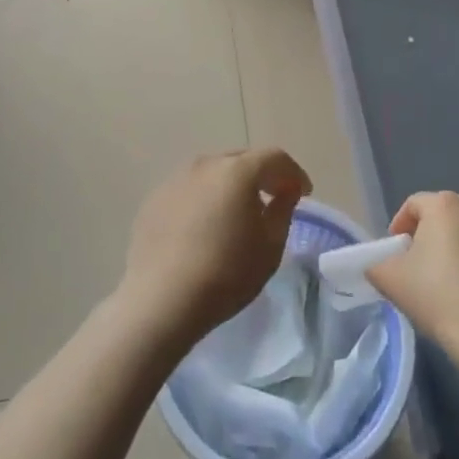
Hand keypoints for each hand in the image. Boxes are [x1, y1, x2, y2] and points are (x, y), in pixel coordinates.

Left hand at [115, 148, 311, 352]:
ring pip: (214, 173)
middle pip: (242, 160)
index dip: (294, 173)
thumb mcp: (270, 247)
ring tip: (237, 213)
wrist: (161, 300)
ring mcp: (176, 179)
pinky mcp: (155, 198)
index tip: (303, 194)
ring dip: (231, 186)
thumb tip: (284, 193)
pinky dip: (205, 199)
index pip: (275, 158)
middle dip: (262, 176)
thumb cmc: (226, 274)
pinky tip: (205, 227)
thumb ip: (283, 211)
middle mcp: (206, 164)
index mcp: (238, 170)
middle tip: (274, 198)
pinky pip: (190, 190)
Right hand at [367, 191, 458, 357]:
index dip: (399, 225)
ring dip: (450, 244)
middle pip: (441, 213)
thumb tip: (380, 264)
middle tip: (414, 261)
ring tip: (439, 275)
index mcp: (444, 204)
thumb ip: (376, 263)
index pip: (413, 204)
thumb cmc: (436, 295)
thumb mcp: (389, 278)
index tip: (394, 252)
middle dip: (426, 232)